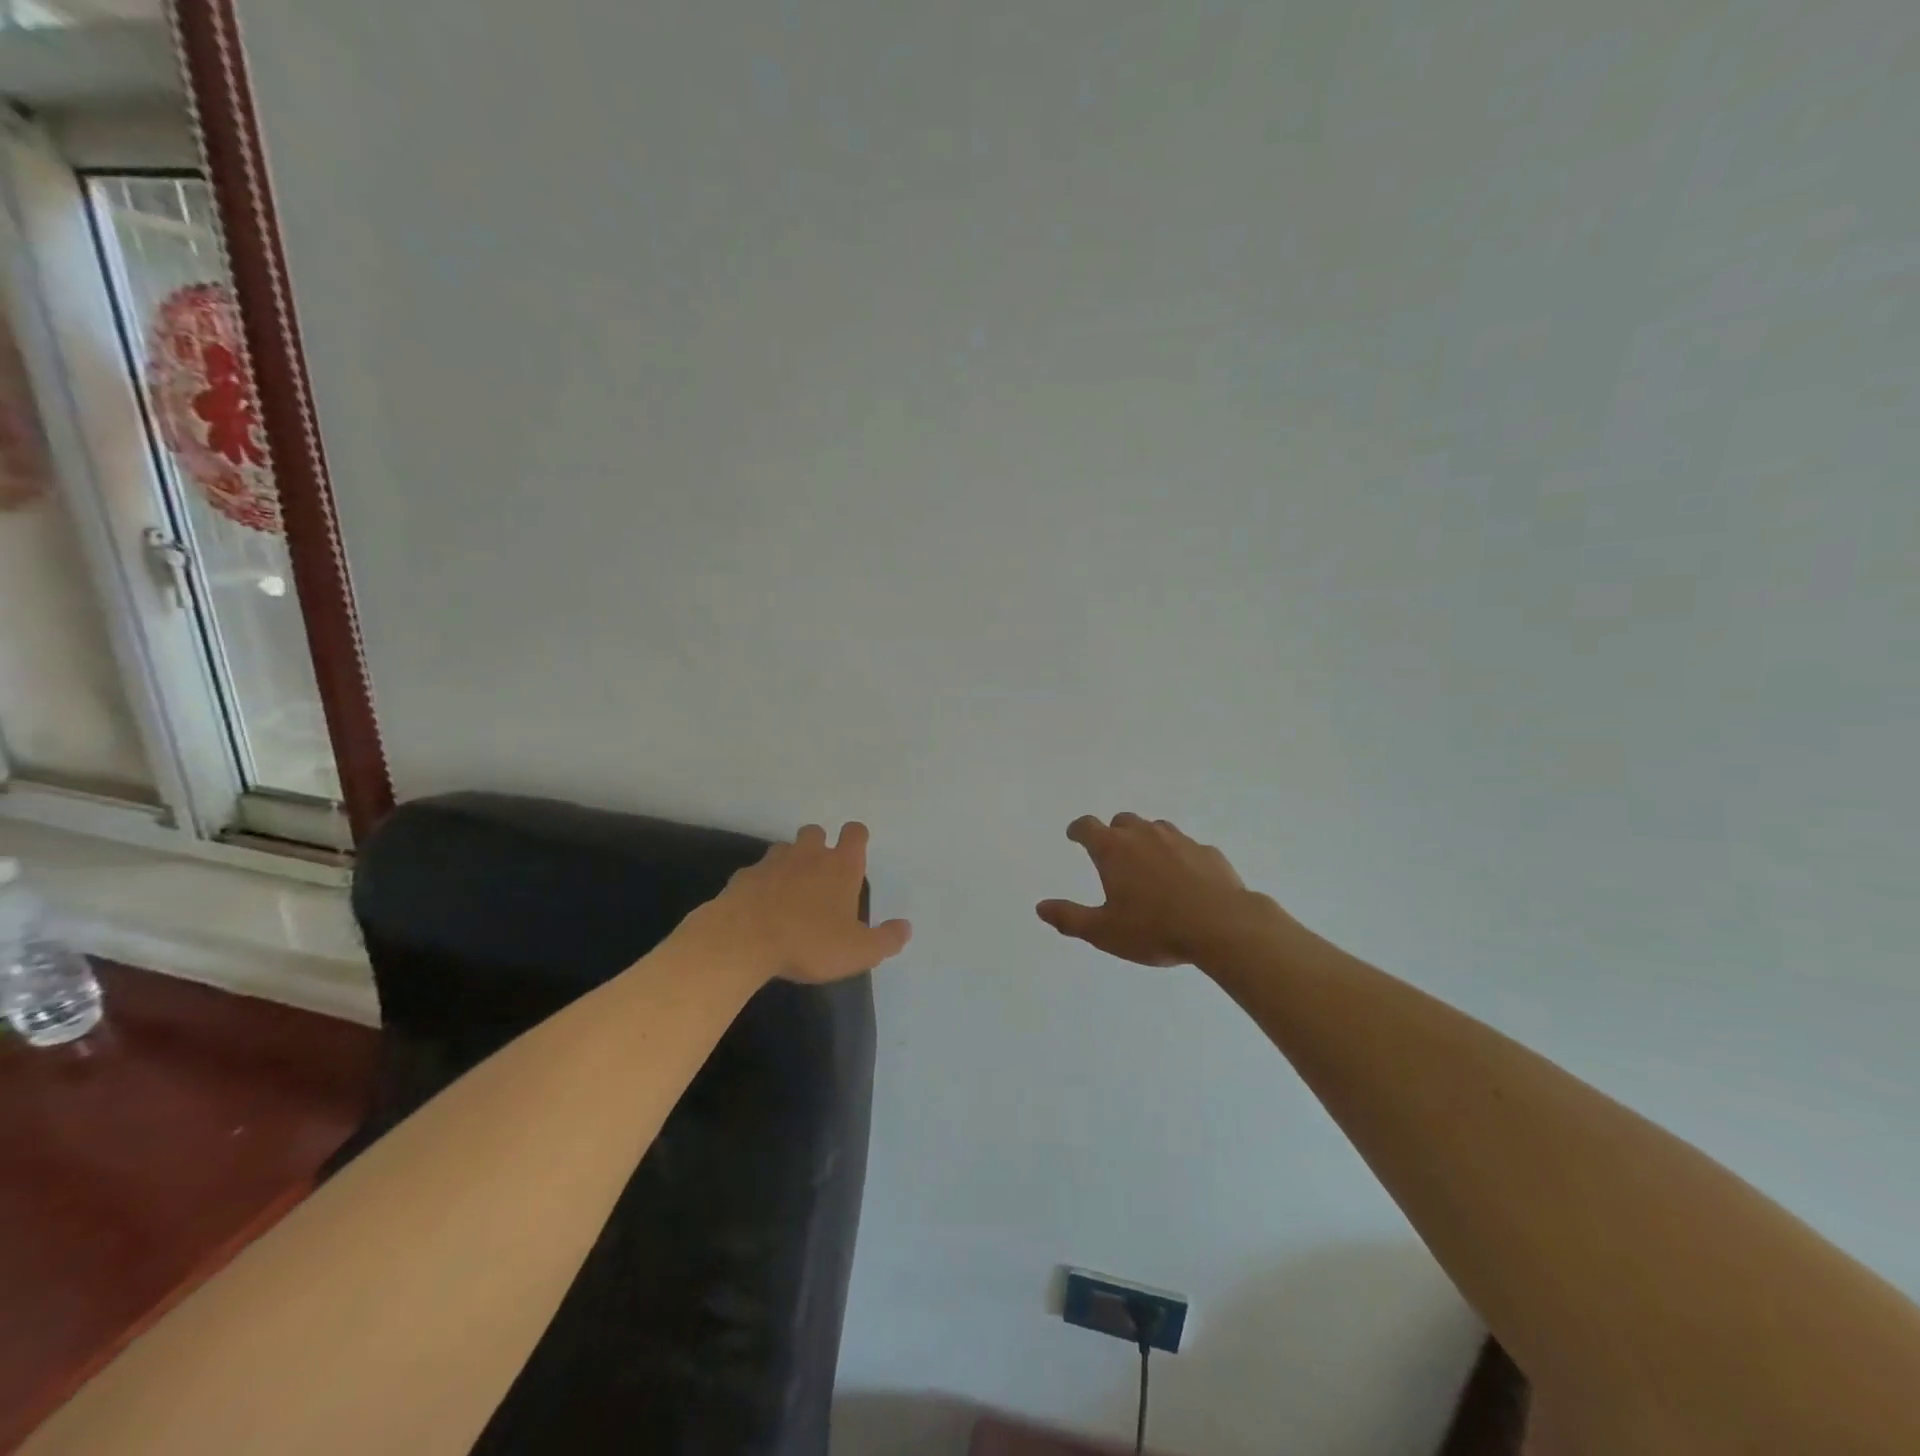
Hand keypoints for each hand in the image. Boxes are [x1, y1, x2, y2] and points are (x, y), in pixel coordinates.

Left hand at [709, 822, 911, 983]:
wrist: (742, 941)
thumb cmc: (809, 942)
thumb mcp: (859, 951)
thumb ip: (886, 939)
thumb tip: (905, 928)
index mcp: (840, 866)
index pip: (854, 833)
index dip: (856, 838)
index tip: (855, 853)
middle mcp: (808, 855)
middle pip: (816, 833)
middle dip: (820, 846)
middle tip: (821, 876)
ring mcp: (772, 862)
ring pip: (784, 849)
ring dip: (790, 862)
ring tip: (791, 891)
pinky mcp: (743, 877)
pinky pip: (756, 873)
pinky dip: (761, 884)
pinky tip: (761, 907)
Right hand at [1038, 814, 1274, 967]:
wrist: (1222, 926)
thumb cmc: (1155, 928)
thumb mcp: (1104, 931)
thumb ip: (1070, 918)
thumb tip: (1041, 907)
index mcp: (1114, 849)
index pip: (1087, 827)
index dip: (1078, 829)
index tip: (1074, 835)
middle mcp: (1144, 835)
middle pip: (1122, 820)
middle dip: (1113, 833)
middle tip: (1112, 854)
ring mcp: (1179, 840)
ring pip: (1156, 829)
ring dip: (1146, 840)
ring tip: (1147, 865)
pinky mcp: (1208, 852)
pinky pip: (1186, 847)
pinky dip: (1178, 856)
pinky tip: (1184, 879)